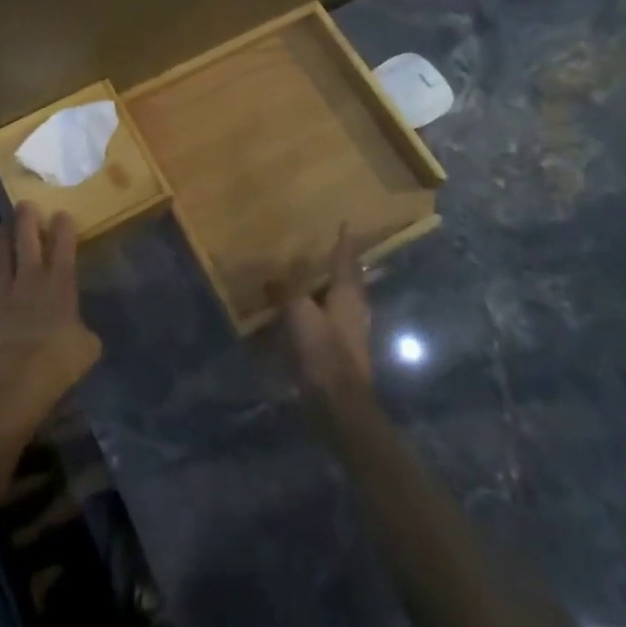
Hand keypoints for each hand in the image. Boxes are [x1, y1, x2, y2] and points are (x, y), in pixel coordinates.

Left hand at [0, 202, 101, 434]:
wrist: (15, 377)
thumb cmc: (58, 360)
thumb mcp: (87, 348)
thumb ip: (84, 334)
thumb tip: (81, 334)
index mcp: (60, 284)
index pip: (64, 247)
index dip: (64, 227)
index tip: (62, 212)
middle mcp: (31, 280)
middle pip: (27, 241)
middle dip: (26, 220)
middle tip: (24, 203)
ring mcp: (5, 293)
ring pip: (0, 258)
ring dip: (0, 240)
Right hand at [283, 230, 373, 406]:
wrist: (337, 402)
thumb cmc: (322, 348)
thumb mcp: (297, 312)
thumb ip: (285, 291)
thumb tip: (271, 278)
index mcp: (348, 294)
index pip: (346, 260)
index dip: (344, 243)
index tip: (345, 224)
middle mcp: (354, 310)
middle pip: (347, 282)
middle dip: (337, 266)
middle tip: (322, 250)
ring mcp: (349, 333)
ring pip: (337, 303)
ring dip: (324, 291)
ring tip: (306, 280)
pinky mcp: (340, 353)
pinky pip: (326, 323)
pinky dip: (314, 314)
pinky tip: (299, 316)